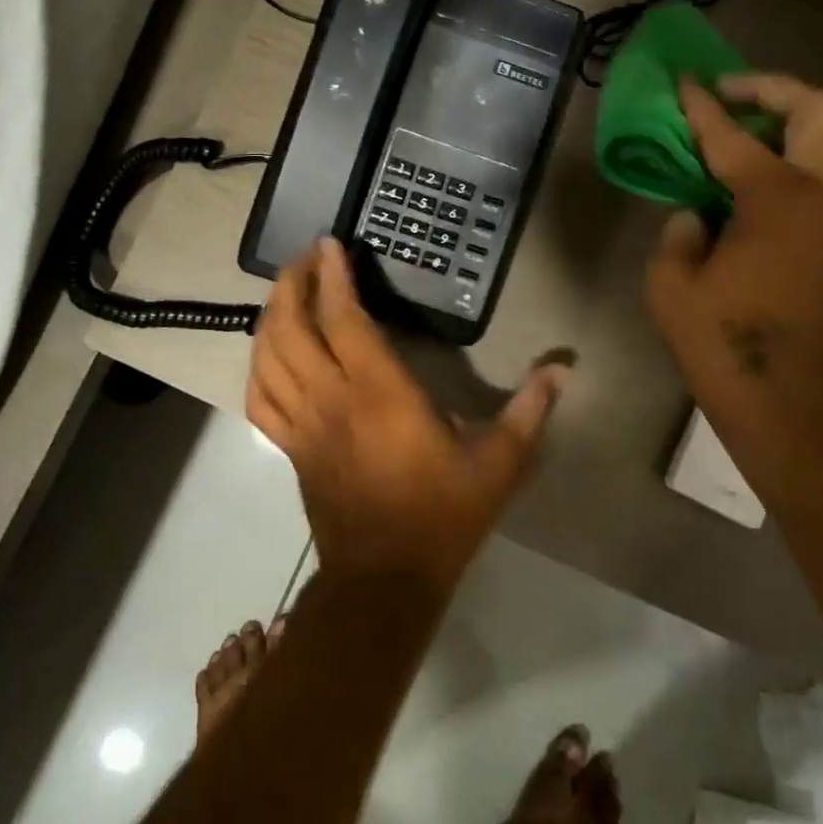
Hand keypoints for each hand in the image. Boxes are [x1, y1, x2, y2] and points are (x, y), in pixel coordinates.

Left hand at [249, 239, 567, 591]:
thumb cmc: (443, 514)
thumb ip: (530, 409)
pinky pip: (259, 400)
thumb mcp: (500, 462)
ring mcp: (303, 425)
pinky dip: (258, 368)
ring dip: (270, 317)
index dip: (332, 276)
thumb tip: (564, 368)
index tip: (330, 244)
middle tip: (305, 258)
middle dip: (291, 284)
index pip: (343, 318)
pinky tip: (269, 354)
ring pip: (267, 358)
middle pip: (291, 328)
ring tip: (285, 292)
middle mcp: (331, 399)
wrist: (386, 579)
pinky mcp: (291, 448)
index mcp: (379, 392)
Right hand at [646, 75, 822, 482]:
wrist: (797, 411)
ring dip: (807, 123)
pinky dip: (818, 162)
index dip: (701, 106)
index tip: (683, 81)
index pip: (732, 135)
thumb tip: (697, 216)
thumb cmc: (726, 348)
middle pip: (817, 110)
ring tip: (763, 136)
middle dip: (770, 89)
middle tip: (730, 97)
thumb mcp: (671, 288)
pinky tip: (776, 188)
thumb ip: (679, 235)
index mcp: (776, 199)